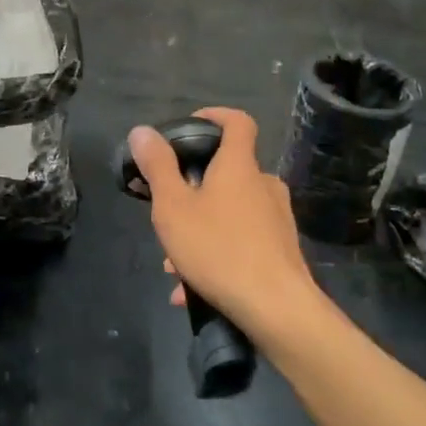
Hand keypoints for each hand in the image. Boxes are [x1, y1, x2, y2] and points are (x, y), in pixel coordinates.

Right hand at [128, 108, 319, 341]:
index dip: (215, 116)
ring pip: (231, 212)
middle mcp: (264, 186)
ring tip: (172, 263)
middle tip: (168, 210)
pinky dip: (216, 255)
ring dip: (201, 228)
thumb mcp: (173, 207)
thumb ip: (157, 167)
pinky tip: (190, 289)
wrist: (278, 309)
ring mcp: (277, 219)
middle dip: (194, 188)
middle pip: (229, 172)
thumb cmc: (219, 249)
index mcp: (239, 166)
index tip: (191, 126)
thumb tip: (143, 131)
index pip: (237, 122)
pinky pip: (242, 242)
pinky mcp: (282, 251)